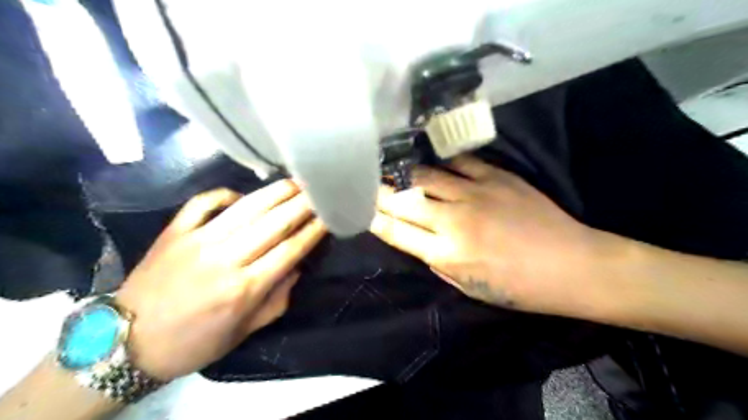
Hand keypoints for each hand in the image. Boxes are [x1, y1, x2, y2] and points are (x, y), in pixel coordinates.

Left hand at [115, 180, 325, 380]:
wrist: (127, 342)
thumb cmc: (195, 342)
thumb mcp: (244, 331)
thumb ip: (277, 300)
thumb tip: (296, 268)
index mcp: (244, 288)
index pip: (290, 250)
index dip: (312, 230)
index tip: (328, 216)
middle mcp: (225, 259)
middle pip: (273, 223)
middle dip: (302, 204)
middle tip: (319, 190)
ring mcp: (198, 241)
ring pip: (246, 208)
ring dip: (275, 193)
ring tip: (295, 182)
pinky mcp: (175, 232)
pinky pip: (205, 203)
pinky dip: (226, 194)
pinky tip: (242, 195)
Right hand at [373, 156, 613, 316]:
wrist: (571, 265)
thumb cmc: (519, 288)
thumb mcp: (469, 287)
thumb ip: (438, 262)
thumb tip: (420, 240)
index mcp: (447, 254)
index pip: (395, 231)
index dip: (373, 218)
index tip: (361, 209)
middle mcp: (454, 220)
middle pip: (403, 200)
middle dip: (379, 192)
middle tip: (367, 184)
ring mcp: (475, 193)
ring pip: (425, 176)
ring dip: (404, 174)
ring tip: (392, 170)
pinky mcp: (496, 177)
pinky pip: (459, 161)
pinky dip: (441, 161)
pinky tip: (432, 160)